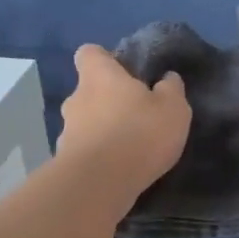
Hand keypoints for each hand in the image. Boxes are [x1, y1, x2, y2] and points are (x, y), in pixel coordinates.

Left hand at [58, 45, 190, 200]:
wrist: (99, 184)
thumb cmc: (138, 134)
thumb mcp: (172, 108)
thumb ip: (171, 90)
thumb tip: (167, 78)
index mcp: (98, 76)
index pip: (89, 53)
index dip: (105, 60)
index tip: (124, 73)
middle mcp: (76, 98)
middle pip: (89, 91)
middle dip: (108, 101)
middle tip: (135, 116)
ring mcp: (66, 131)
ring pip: (85, 123)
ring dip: (103, 131)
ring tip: (129, 148)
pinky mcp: (65, 161)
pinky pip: (84, 152)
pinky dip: (98, 157)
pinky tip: (118, 170)